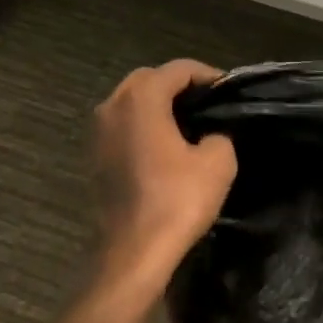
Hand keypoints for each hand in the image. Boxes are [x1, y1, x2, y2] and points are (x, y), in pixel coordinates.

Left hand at [90, 60, 236, 296]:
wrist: (132, 253)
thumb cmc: (176, 201)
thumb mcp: (218, 162)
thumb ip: (219, 134)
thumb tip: (211, 134)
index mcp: (141, 98)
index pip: (178, 69)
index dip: (207, 75)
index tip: (228, 91)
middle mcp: (112, 105)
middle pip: (150, 79)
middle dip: (179, 85)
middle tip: (208, 103)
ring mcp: (98, 131)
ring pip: (131, 101)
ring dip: (158, 105)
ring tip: (189, 122)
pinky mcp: (94, 156)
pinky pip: (123, 125)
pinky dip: (143, 125)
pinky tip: (165, 145)